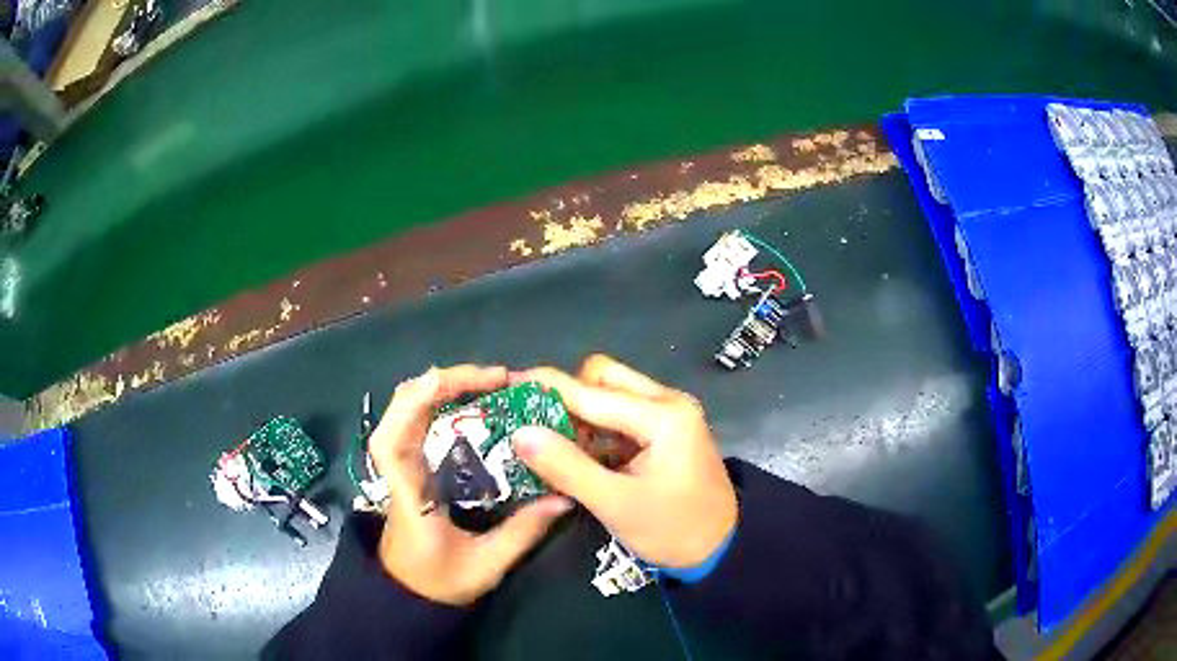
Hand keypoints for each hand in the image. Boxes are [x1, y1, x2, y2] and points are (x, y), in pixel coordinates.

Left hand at [369, 365, 572, 605]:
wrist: (407, 594)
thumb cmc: (439, 582)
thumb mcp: (486, 565)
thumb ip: (523, 532)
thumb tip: (564, 497)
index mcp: (410, 494)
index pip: (393, 440)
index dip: (420, 401)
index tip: (467, 385)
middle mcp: (399, 471)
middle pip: (400, 408)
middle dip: (443, 381)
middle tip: (495, 378)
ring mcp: (402, 466)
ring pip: (406, 409)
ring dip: (440, 387)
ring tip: (487, 383)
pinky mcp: (411, 467)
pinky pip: (417, 421)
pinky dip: (438, 401)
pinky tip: (471, 403)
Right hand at [512, 355, 737, 568]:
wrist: (721, 550)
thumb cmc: (674, 531)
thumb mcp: (616, 504)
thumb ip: (567, 467)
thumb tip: (520, 433)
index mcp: (663, 416)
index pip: (592, 391)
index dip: (546, 387)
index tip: (508, 386)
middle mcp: (668, 403)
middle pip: (603, 378)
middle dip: (566, 398)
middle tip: (534, 426)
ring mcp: (669, 415)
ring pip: (611, 395)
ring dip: (579, 415)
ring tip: (548, 443)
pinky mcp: (665, 432)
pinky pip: (620, 416)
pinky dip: (595, 430)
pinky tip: (575, 454)